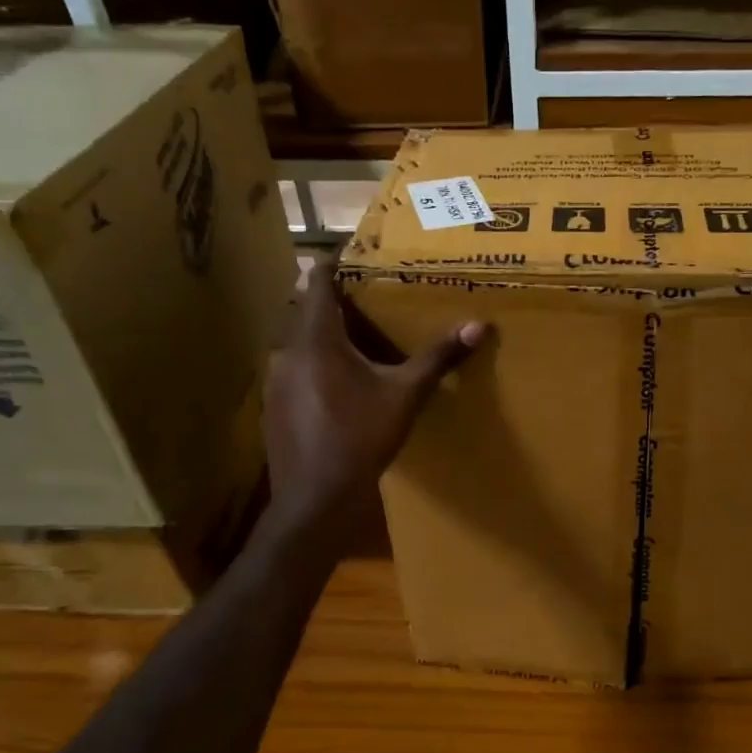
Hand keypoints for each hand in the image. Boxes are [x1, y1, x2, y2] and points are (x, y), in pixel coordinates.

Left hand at [263, 260, 487, 521]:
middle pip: (305, 311)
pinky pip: (292, 369)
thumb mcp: (405, 395)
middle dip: (330, 301)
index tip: (350, 255)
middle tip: (363, 297)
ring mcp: (274, 380)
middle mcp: (286, 351)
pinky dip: (312, 363)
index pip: (316, 282)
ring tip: (354, 338)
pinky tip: (336, 384)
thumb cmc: (361, 437)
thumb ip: (438, 358)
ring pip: (297, 342)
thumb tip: (478, 326)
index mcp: (317, 339)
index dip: (331, 264)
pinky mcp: (273, 405)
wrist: (316, 497)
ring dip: (321, 335)